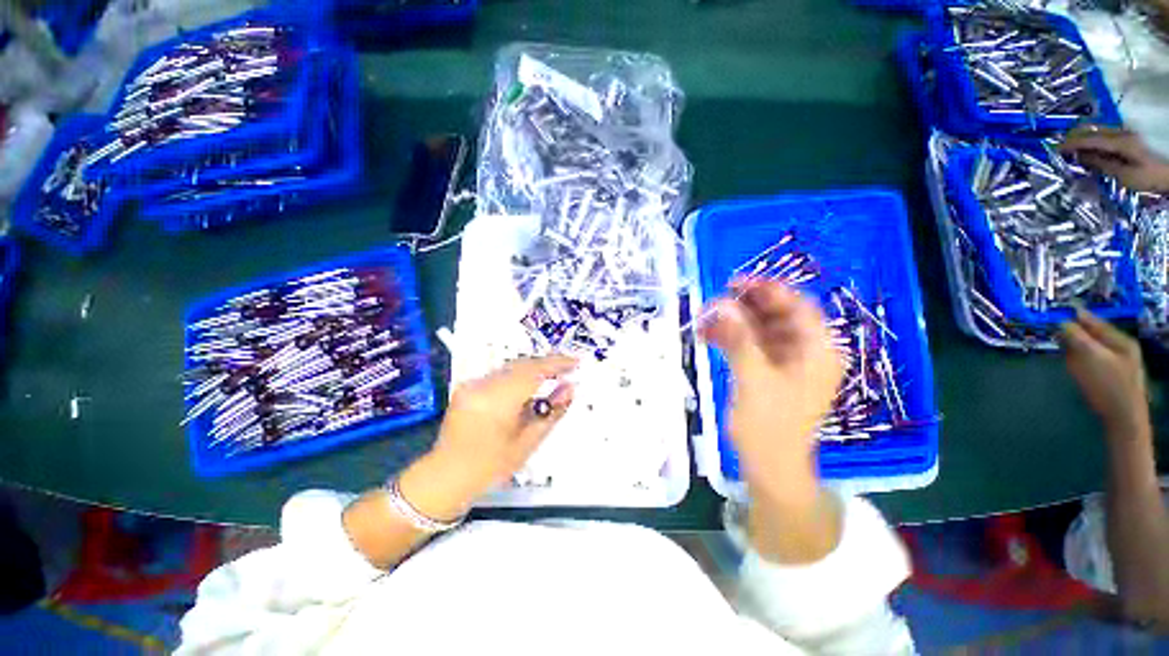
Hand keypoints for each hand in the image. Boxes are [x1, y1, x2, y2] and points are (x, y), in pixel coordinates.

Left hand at [400, 355, 577, 519]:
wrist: (445, 477)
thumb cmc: (490, 467)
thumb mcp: (527, 443)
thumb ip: (551, 412)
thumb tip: (570, 388)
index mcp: (498, 400)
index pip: (534, 371)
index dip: (557, 363)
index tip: (575, 362)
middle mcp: (483, 385)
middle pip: (522, 365)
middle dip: (546, 364)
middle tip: (568, 368)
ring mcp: (472, 384)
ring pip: (511, 367)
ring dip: (533, 369)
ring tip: (553, 376)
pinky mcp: (467, 386)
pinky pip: (500, 374)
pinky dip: (518, 376)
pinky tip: (528, 386)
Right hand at [701, 280, 842, 504]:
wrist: (769, 465)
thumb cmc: (770, 425)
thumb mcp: (755, 379)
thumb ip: (740, 340)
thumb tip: (723, 305)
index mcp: (817, 351)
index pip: (798, 307)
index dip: (769, 291)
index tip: (735, 283)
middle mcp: (805, 351)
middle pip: (776, 315)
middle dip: (744, 307)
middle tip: (713, 302)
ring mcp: (784, 361)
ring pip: (759, 329)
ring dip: (732, 322)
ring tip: (704, 320)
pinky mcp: (767, 370)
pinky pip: (749, 345)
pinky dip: (729, 338)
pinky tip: (707, 336)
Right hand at [1060, 125, 1168, 192]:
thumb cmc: (1153, 175)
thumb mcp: (1128, 177)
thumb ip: (1104, 165)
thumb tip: (1082, 157)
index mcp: (1119, 142)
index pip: (1088, 139)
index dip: (1071, 143)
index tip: (1056, 149)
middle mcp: (1122, 132)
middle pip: (1093, 129)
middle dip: (1076, 137)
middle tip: (1063, 148)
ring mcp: (1128, 133)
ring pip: (1100, 131)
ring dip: (1086, 138)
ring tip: (1076, 149)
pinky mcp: (1131, 136)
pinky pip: (1108, 134)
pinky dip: (1096, 140)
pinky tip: (1093, 148)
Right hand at [1060, 309, 1150, 442]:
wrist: (1124, 420)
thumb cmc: (1109, 386)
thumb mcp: (1091, 358)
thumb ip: (1077, 338)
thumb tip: (1061, 322)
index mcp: (1120, 341)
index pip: (1094, 322)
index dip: (1076, 317)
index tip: (1056, 312)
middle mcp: (1120, 349)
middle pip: (1092, 336)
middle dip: (1074, 336)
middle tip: (1056, 336)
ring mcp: (1117, 365)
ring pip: (1090, 350)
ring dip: (1075, 351)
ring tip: (1066, 357)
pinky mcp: (1110, 379)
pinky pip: (1091, 364)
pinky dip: (1080, 364)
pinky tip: (1076, 372)